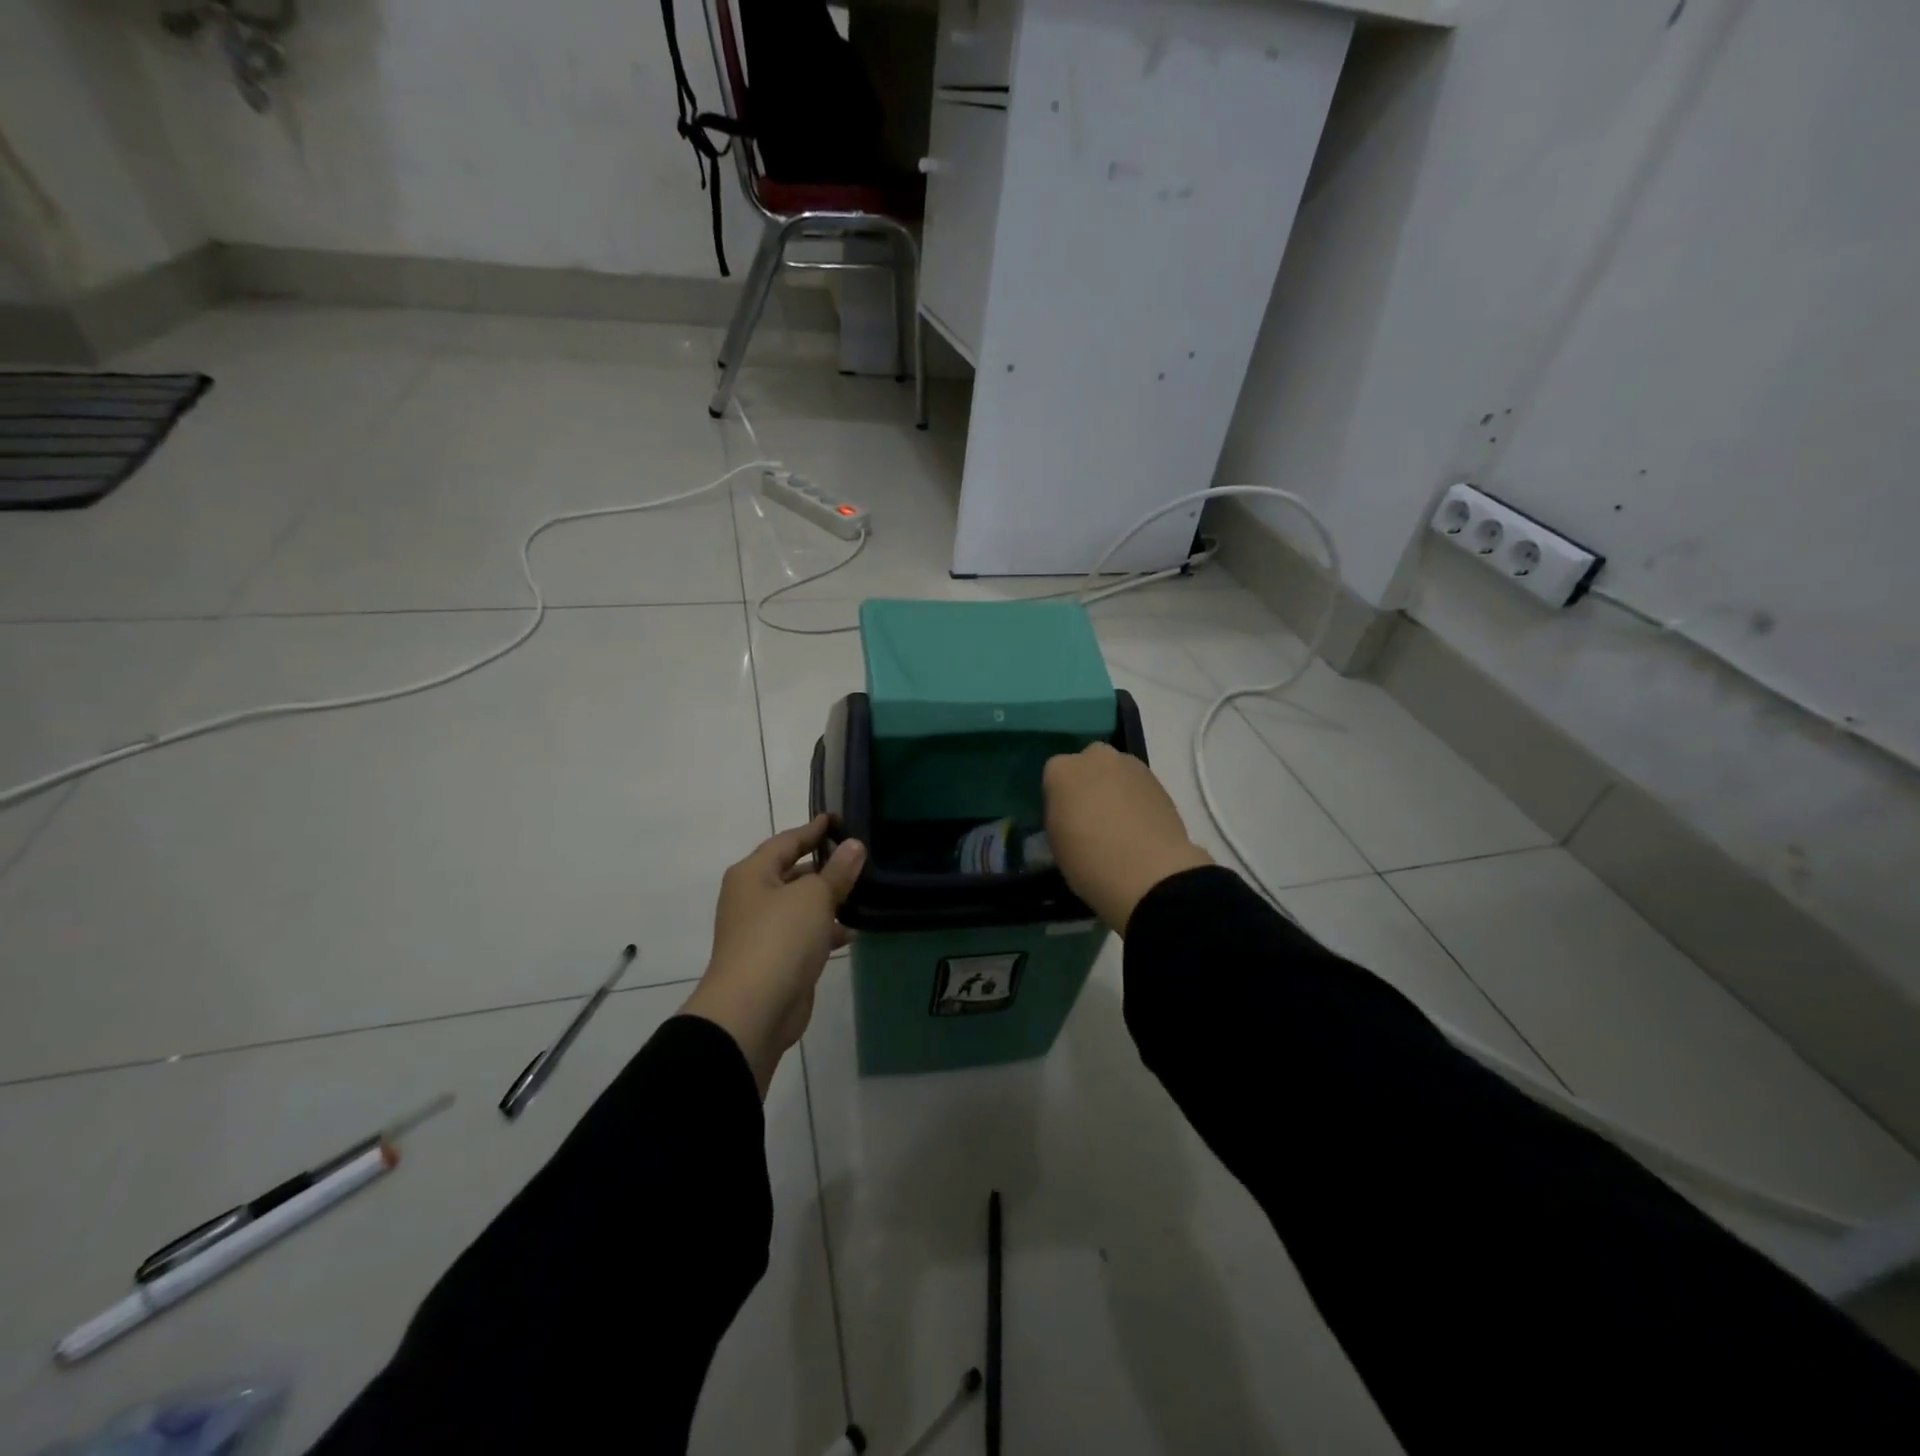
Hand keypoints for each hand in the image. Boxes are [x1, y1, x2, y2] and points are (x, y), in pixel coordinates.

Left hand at [682, 815, 865, 1096]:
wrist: (753, 1010)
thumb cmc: (779, 939)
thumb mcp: (814, 897)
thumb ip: (836, 871)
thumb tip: (854, 845)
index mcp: (753, 874)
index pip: (787, 841)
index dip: (813, 829)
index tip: (837, 818)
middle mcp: (753, 898)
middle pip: (792, 872)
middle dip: (824, 865)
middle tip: (859, 856)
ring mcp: (763, 931)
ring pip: (801, 905)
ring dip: (828, 899)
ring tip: (864, 890)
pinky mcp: (776, 960)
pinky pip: (805, 934)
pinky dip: (826, 930)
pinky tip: (853, 931)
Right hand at [1042, 743, 1212, 932]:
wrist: (1150, 874)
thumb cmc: (1089, 862)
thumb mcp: (1056, 843)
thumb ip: (1059, 816)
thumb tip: (1071, 813)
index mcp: (1061, 770)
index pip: (1053, 776)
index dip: (1059, 800)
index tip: (1065, 821)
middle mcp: (1094, 757)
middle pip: (1087, 765)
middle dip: (1088, 784)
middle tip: (1092, 817)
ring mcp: (1130, 765)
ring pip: (1115, 772)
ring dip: (1114, 789)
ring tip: (1120, 825)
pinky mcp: (1159, 779)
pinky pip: (1138, 785)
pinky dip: (1136, 799)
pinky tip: (1140, 826)